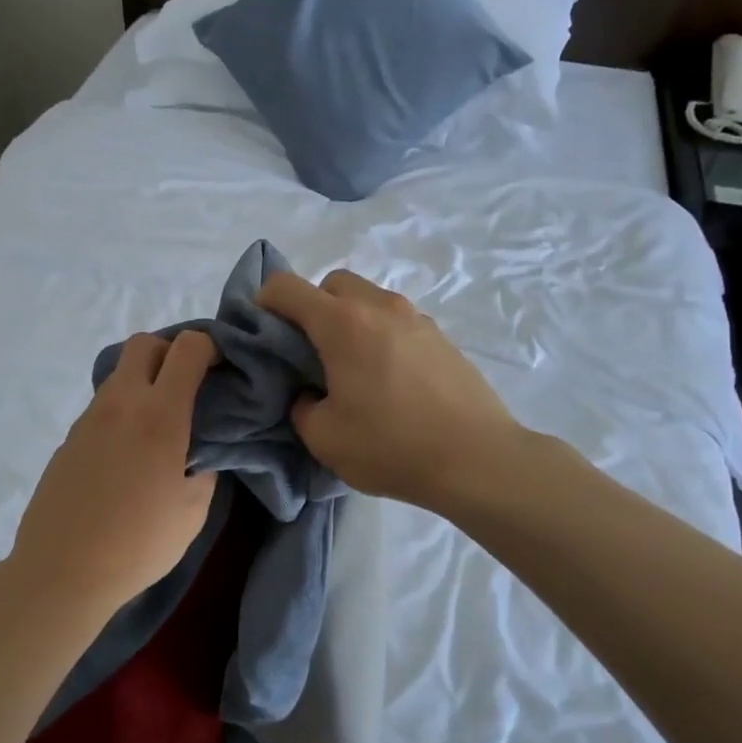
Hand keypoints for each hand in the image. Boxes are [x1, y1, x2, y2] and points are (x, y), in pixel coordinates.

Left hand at [6, 331, 218, 620]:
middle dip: (170, 352)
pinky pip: (102, 406)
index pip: (187, 348)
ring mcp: (88, 418)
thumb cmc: (140, 543)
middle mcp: (121, 403)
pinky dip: (122, 411)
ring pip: (120, 375)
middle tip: (186, 387)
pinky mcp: (69, 438)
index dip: (208, 348)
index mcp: (160, 415)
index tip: (218, 370)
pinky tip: (128, 453)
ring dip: (144, 383)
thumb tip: (202, 447)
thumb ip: (205, 465)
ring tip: (158, 426)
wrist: (63, 571)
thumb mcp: (193, 509)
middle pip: (144, 343)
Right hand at [256, 270, 526, 510]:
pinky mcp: (442, 337)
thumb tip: (310, 394)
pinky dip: (381, 335)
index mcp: (342, 323)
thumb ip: (301, 407)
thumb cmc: (391, 447)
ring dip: (350, 320)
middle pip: (332, 283)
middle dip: (312, 307)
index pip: (286, 287)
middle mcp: (379, 307)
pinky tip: (389, 379)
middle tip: (311, 352)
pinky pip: (397, 321)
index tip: (264, 334)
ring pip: (369, 299)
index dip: (264, 303)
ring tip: (353, 368)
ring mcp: (416, 318)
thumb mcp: (324, 438)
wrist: (477, 459)